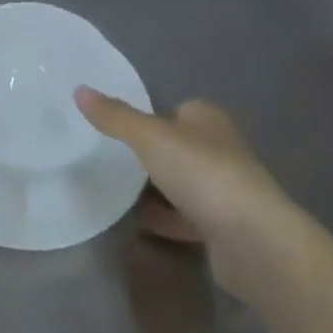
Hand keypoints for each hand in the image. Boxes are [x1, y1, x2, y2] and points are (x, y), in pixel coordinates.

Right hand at [75, 88, 294, 301]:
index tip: (120, 128)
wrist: (254, 242)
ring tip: (119, 191)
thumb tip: (79, 89)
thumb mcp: (150, 138)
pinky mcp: (225, 229)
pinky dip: (166, 219)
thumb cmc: (203, 174)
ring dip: (158, 189)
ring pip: (183, 184)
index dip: (152, 117)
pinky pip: (187, 218)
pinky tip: (139, 224)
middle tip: (113, 159)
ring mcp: (226, 192)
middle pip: (180, 147)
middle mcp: (221, 150)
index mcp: (208, 120)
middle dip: (153, 154)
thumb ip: (115, 116)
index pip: (177, 110)